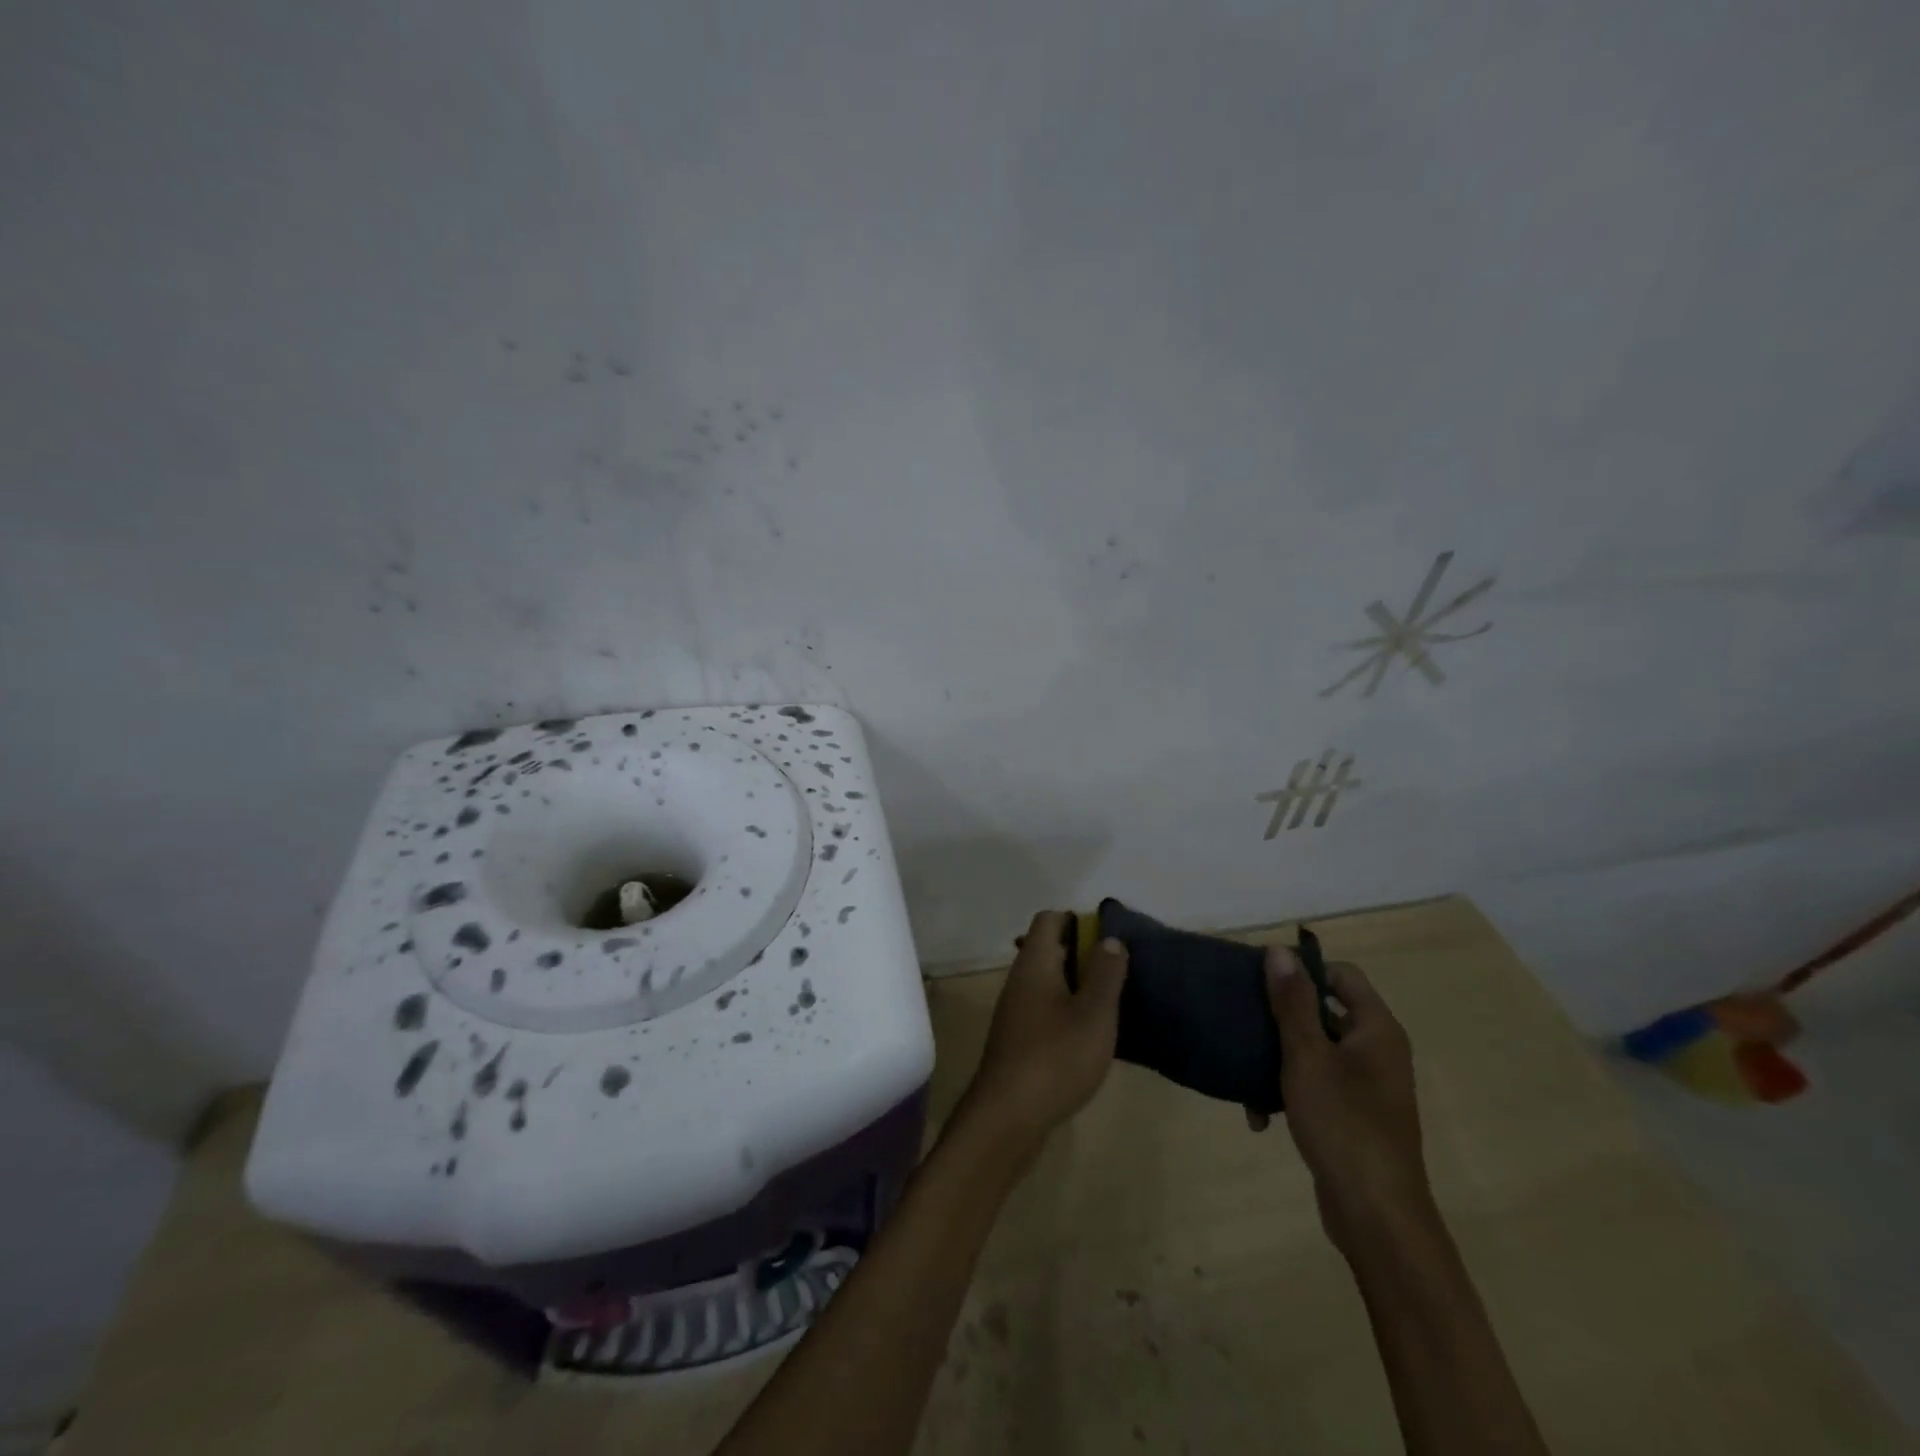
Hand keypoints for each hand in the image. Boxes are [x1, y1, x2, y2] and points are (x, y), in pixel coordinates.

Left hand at [952, 910, 1127, 1164]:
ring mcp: (1016, 1010)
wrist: (1008, 1117)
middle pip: (1049, 948)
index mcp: (1034, 963)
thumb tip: (1110, 939)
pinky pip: (1046, 1008)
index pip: (1049, 919)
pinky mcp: (1018, 1038)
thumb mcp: (1093, 1014)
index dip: (1079, 920)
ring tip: (1112, 1003)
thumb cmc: (1056, 1058)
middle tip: (1119, 972)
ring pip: (1049, 980)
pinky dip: (1068, 1010)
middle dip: (1084, 953)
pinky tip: (1091, 1034)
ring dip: (1078, 984)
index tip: (1110, 940)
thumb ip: (1104, 973)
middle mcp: (1020, 979)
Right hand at [1263, 946, 1435, 1252]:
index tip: (1261, 980)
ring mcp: (1367, 1086)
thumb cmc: (1343, 1124)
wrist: (1375, 1215)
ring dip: (1279, 1058)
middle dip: (1281, 1017)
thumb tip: (1280, 951)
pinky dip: (1290, 1090)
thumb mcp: (1307, 1056)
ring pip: (1315, 1050)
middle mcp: (1377, 1051)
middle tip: (1243, 1019)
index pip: (1341, 975)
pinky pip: (1317, 1084)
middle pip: (1324, 1011)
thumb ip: (1293, 1002)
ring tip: (1245, 1072)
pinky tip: (1260, 1114)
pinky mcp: (1353, 1116)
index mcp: (1376, 1029)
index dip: (1303, 970)